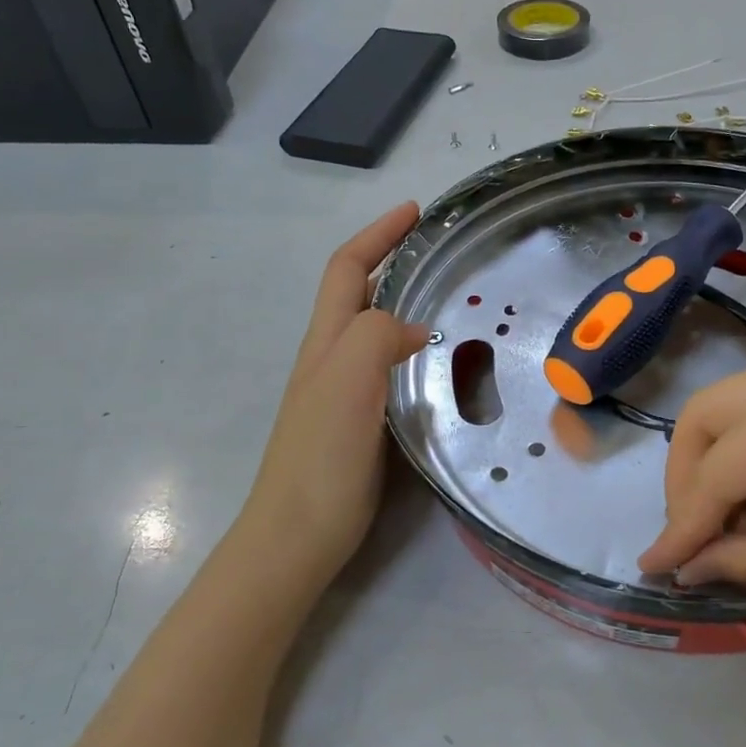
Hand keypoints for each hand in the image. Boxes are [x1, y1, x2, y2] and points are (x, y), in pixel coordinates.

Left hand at [233, 204, 428, 588]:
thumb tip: (413, 329)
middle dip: (392, 260)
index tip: (415, 211)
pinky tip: (436, 364)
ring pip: (373, 330)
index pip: (348, 269)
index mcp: (326, 341)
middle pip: (357, 293)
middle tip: (441, 253)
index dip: (377, 234)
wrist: (297, 535)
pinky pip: (387, 367)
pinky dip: (410, 348)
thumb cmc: (320, 458)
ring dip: (403, 302)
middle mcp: (330, 358)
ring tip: (448, 298)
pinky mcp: (359, 422)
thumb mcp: (347, 383)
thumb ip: (376, 337)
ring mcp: (343, 392)